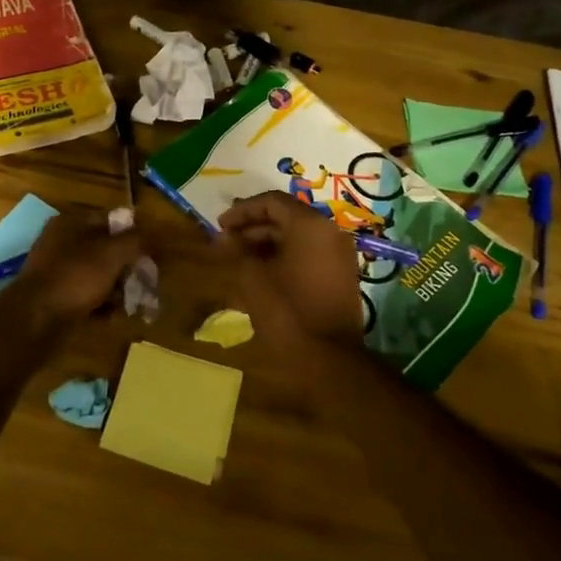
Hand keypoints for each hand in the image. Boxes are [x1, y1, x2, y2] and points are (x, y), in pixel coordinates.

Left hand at [11, 211, 143, 322]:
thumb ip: (137, 240)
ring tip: (132, 303)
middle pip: (107, 250)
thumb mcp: (112, 253)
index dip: (136, 234)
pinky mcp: (57, 298)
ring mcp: (58, 272)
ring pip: (99, 275)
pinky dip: (102, 305)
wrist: (35, 320)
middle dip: (129, 267)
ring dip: (118, 289)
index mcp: (71, 222)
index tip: (154, 253)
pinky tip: (112, 316)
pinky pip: (88, 297)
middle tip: (146, 283)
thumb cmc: (75, 277)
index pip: (112, 220)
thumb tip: (157, 232)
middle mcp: (63, 243)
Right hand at [217, 191, 364, 348]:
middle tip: (226, 242)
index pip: (272, 202)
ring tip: (238, 259)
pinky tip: (260, 273)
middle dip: (252, 227)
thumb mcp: (252, 277)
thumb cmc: (287, 311)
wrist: (330, 359)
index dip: (242, 211)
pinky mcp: (340, 275)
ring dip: (266, 243)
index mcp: (310, 225)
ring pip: (296, 237)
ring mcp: (338, 254)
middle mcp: (329, 232)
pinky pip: (307, 254)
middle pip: (285, 217)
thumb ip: (237, 250)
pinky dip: (283, 257)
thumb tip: (224, 237)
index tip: (220, 225)